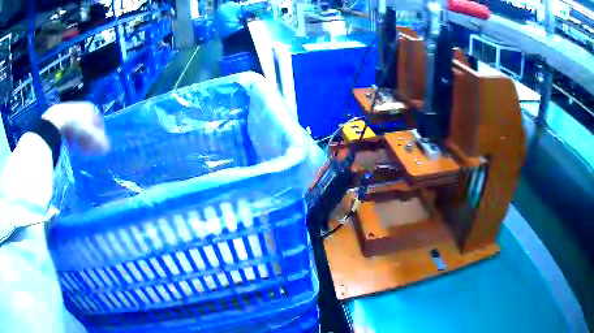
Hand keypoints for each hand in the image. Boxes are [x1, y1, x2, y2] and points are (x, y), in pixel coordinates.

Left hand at [42, 102, 109, 153]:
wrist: (57, 119)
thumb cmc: (76, 124)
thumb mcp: (89, 134)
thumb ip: (98, 141)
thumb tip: (108, 149)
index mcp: (91, 108)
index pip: (99, 121)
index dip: (100, 134)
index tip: (99, 145)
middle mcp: (82, 108)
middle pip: (89, 125)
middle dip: (90, 139)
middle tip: (90, 151)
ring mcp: (72, 112)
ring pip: (79, 128)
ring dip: (81, 140)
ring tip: (80, 151)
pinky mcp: (63, 118)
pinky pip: (70, 130)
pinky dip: (72, 139)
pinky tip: (71, 148)